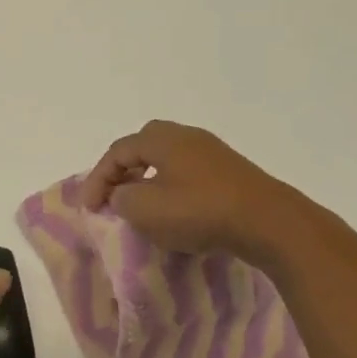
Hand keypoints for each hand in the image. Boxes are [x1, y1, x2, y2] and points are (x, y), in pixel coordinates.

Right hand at [78, 120, 307, 261]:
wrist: (267, 222)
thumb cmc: (198, 212)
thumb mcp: (145, 210)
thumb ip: (122, 198)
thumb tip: (122, 194)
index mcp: (161, 139)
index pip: (117, 152)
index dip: (97, 178)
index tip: (88, 208)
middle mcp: (186, 136)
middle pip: (144, 145)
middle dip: (123, 169)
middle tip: (113, 195)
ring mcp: (212, 151)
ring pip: (168, 159)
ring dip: (148, 179)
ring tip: (141, 205)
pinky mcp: (231, 171)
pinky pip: (189, 172)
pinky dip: (172, 187)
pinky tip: (175, 210)